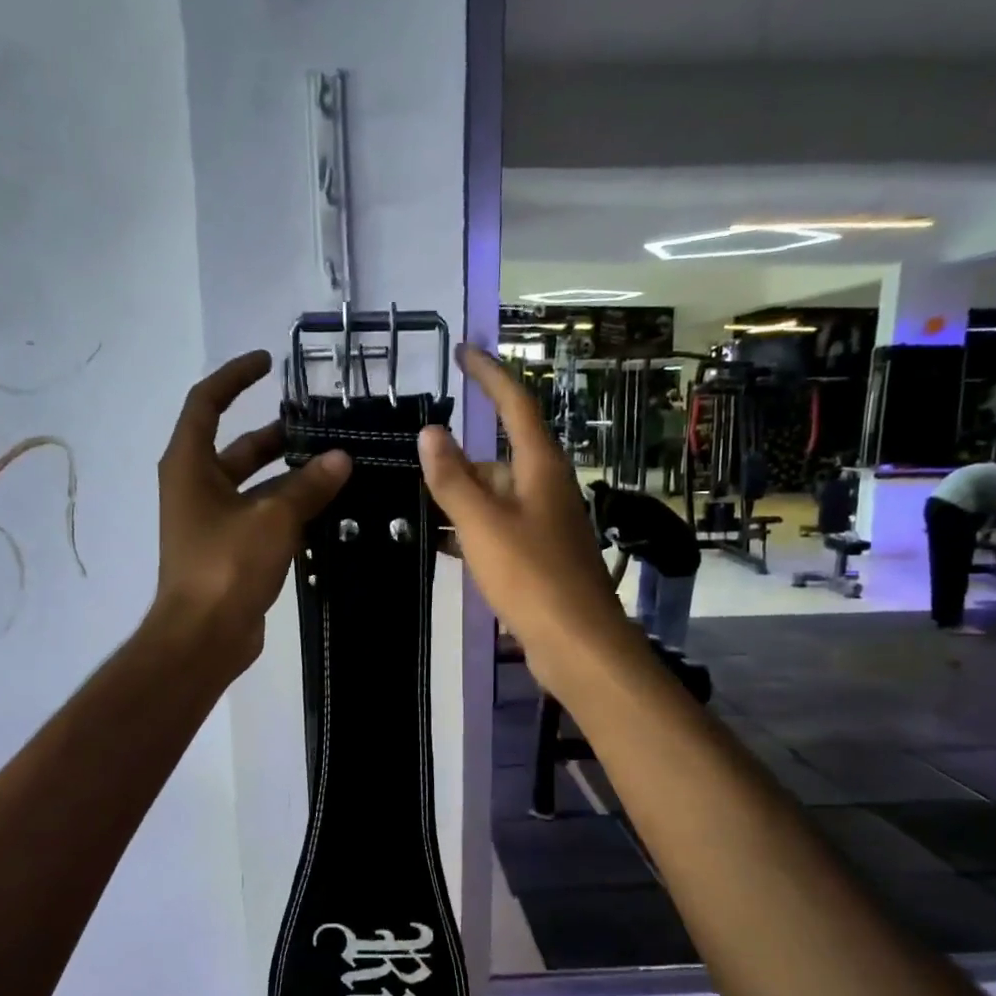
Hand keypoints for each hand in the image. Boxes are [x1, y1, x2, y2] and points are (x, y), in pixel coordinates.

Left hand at [150, 350, 350, 675]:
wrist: (203, 636)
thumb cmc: (226, 565)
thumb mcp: (272, 517)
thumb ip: (308, 485)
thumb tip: (341, 459)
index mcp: (190, 465)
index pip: (207, 403)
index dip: (236, 377)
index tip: (269, 362)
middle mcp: (196, 486)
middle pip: (239, 446)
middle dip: (278, 435)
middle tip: (323, 427)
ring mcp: (212, 520)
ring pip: (256, 485)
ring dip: (291, 475)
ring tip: (338, 466)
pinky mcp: (230, 549)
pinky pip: (263, 516)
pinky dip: (290, 508)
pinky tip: (328, 508)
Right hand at [419, 345, 644, 697]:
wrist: (576, 643)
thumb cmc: (530, 576)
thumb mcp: (482, 523)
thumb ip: (453, 479)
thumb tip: (430, 432)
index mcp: (540, 468)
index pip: (515, 404)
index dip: (489, 375)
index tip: (463, 352)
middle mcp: (548, 488)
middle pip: (500, 457)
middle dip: (461, 460)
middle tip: (418, 466)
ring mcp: (546, 524)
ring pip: (498, 497)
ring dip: (462, 499)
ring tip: (420, 506)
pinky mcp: (542, 556)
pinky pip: (501, 529)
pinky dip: (473, 530)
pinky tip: (444, 544)